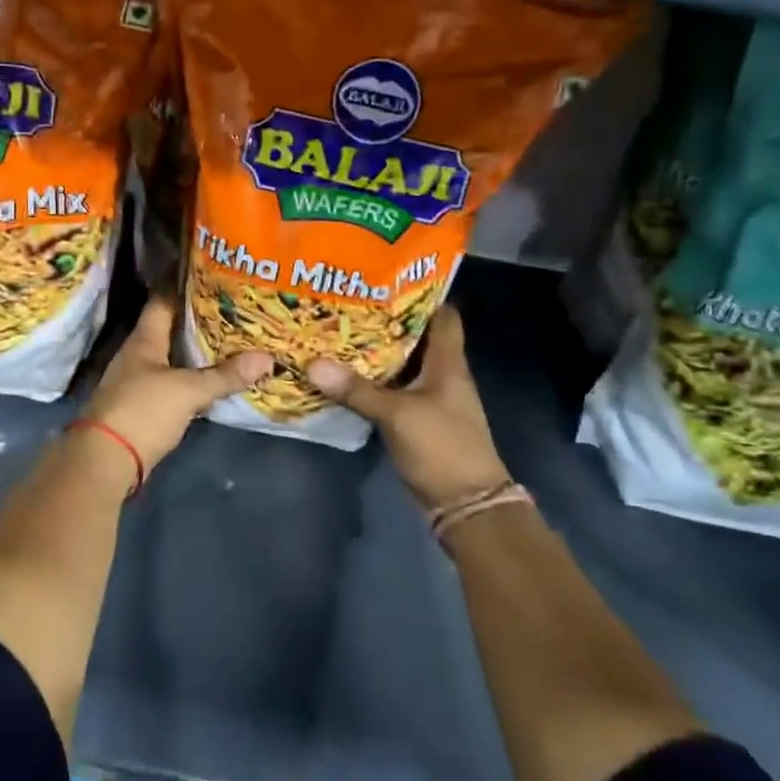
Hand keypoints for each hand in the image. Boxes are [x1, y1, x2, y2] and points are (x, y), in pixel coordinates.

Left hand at [84, 297, 270, 471]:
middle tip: (235, 309)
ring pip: (173, 357)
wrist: (105, 461)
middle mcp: (139, 355)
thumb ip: (225, 375)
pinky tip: (214, 378)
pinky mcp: (144, 407)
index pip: (163, 301)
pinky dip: (193, 378)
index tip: (213, 276)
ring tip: (232, 340)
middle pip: (170, 329)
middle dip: (199, 320)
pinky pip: (174, 383)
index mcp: (144, 340)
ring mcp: (139, 382)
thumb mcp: (188, 390)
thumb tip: (267, 357)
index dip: (185, 287)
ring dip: (197, 351)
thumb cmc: (142, 411)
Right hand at [308, 305, 511, 509]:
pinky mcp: (418, 420)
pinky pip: (393, 390)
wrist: (466, 505)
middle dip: (385, 319)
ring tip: (339, 330)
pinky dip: (373, 380)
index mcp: (448, 363)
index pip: (442, 315)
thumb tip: (313, 364)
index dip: (420, 293)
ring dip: (376, 351)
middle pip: (416, 337)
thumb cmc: (442, 448)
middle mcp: (442, 374)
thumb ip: (357, 390)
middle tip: (347, 301)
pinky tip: (345, 374)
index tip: (385, 276)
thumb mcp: (397, 415)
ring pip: (402, 364)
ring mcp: (431, 398)